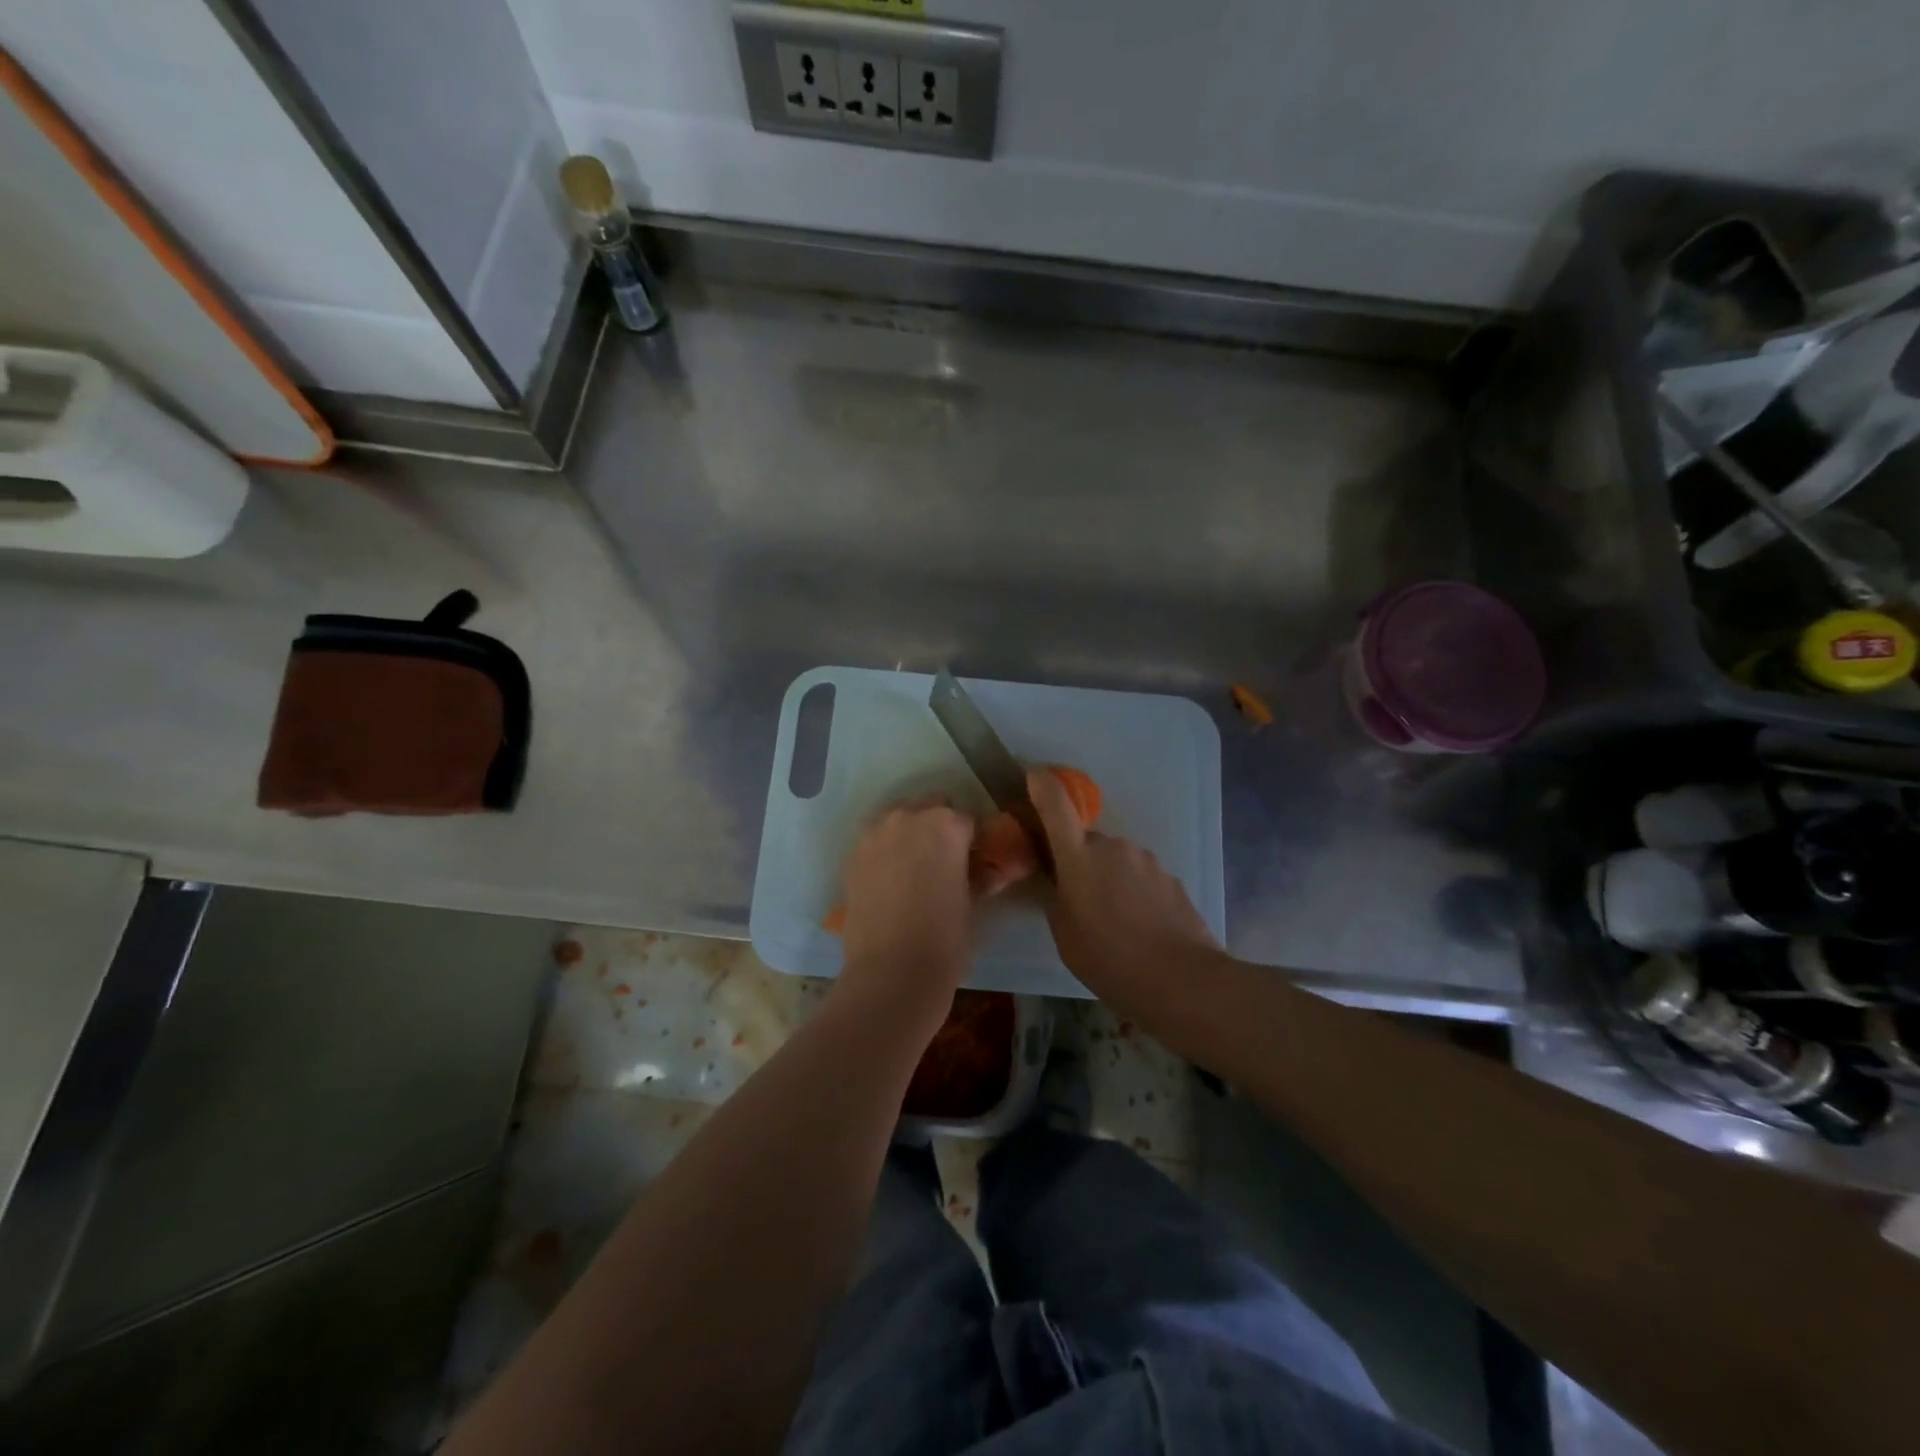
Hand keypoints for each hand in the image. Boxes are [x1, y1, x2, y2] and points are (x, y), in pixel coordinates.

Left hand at [834, 796, 976, 1029]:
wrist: (889, 973)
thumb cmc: (944, 939)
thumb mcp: (973, 906)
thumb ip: (982, 879)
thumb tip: (993, 872)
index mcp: (946, 825)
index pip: (969, 820)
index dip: (975, 840)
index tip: (978, 860)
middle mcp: (907, 818)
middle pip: (931, 808)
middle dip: (941, 827)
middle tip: (947, 861)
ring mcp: (874, 834)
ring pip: (899, 819)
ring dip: (911, 833)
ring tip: (917, 868)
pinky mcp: (852, 856)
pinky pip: (876, 840)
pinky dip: (886, 850)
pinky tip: (893, 880)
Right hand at [1028, 768, 1218, 991]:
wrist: (1182, 979)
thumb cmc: (1109, 960)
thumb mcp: (1065, 937)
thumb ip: (1055, 900)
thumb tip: (1054, 882)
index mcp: (1078, 857)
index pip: (1055, 806)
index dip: (1042, 786)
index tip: (1033, 776)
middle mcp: (1112, 846)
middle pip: (1086, 842)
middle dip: (1079, 861)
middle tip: (1078, 900)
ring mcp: (1145, 859)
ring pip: (1115, 860)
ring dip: (1109, 878)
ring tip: (1114, 922)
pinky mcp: (1170, 877)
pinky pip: (1140, 876)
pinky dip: (1134, 892)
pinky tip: (1140, 927)